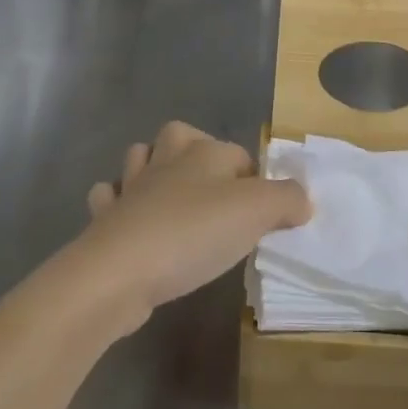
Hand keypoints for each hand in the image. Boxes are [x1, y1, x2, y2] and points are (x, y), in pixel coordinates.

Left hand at [72, 122, 311, 335]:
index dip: (254, 179)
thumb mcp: (257, 212)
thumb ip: (287, 200)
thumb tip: (302, 199)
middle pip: (180, 136)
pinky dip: (118, 204)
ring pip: (139, 159)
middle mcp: (166, 160)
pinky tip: (131, 222)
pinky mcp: (105, 220)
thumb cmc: (194, 233)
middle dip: (194, 152)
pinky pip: (109, 199)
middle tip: (213, 193)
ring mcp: (130, 188)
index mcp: (204, 152)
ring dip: (151, 170)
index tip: (262, 215)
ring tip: (170, 197)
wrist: (120, 271)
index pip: (237, 153)